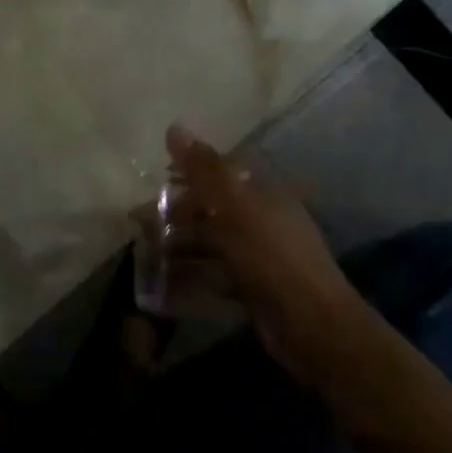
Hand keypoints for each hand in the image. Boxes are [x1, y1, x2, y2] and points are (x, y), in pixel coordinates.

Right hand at [149, 124, 362, 387]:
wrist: (312, 326)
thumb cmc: (271, 257)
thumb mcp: (234, 207)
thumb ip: (204, 169)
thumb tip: (175, 126)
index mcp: (264, 193)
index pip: (222, 172)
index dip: (189, 172)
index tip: (156, 178)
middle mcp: (261, 220)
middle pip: (212, 208)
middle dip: (176, 213)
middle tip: (139, 223)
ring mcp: (257, 256)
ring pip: (210, 242)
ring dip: (178, 245)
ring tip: (144, 252)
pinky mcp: (251, 287)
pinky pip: (213, 274)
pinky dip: (189, 275)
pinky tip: (162, 282)